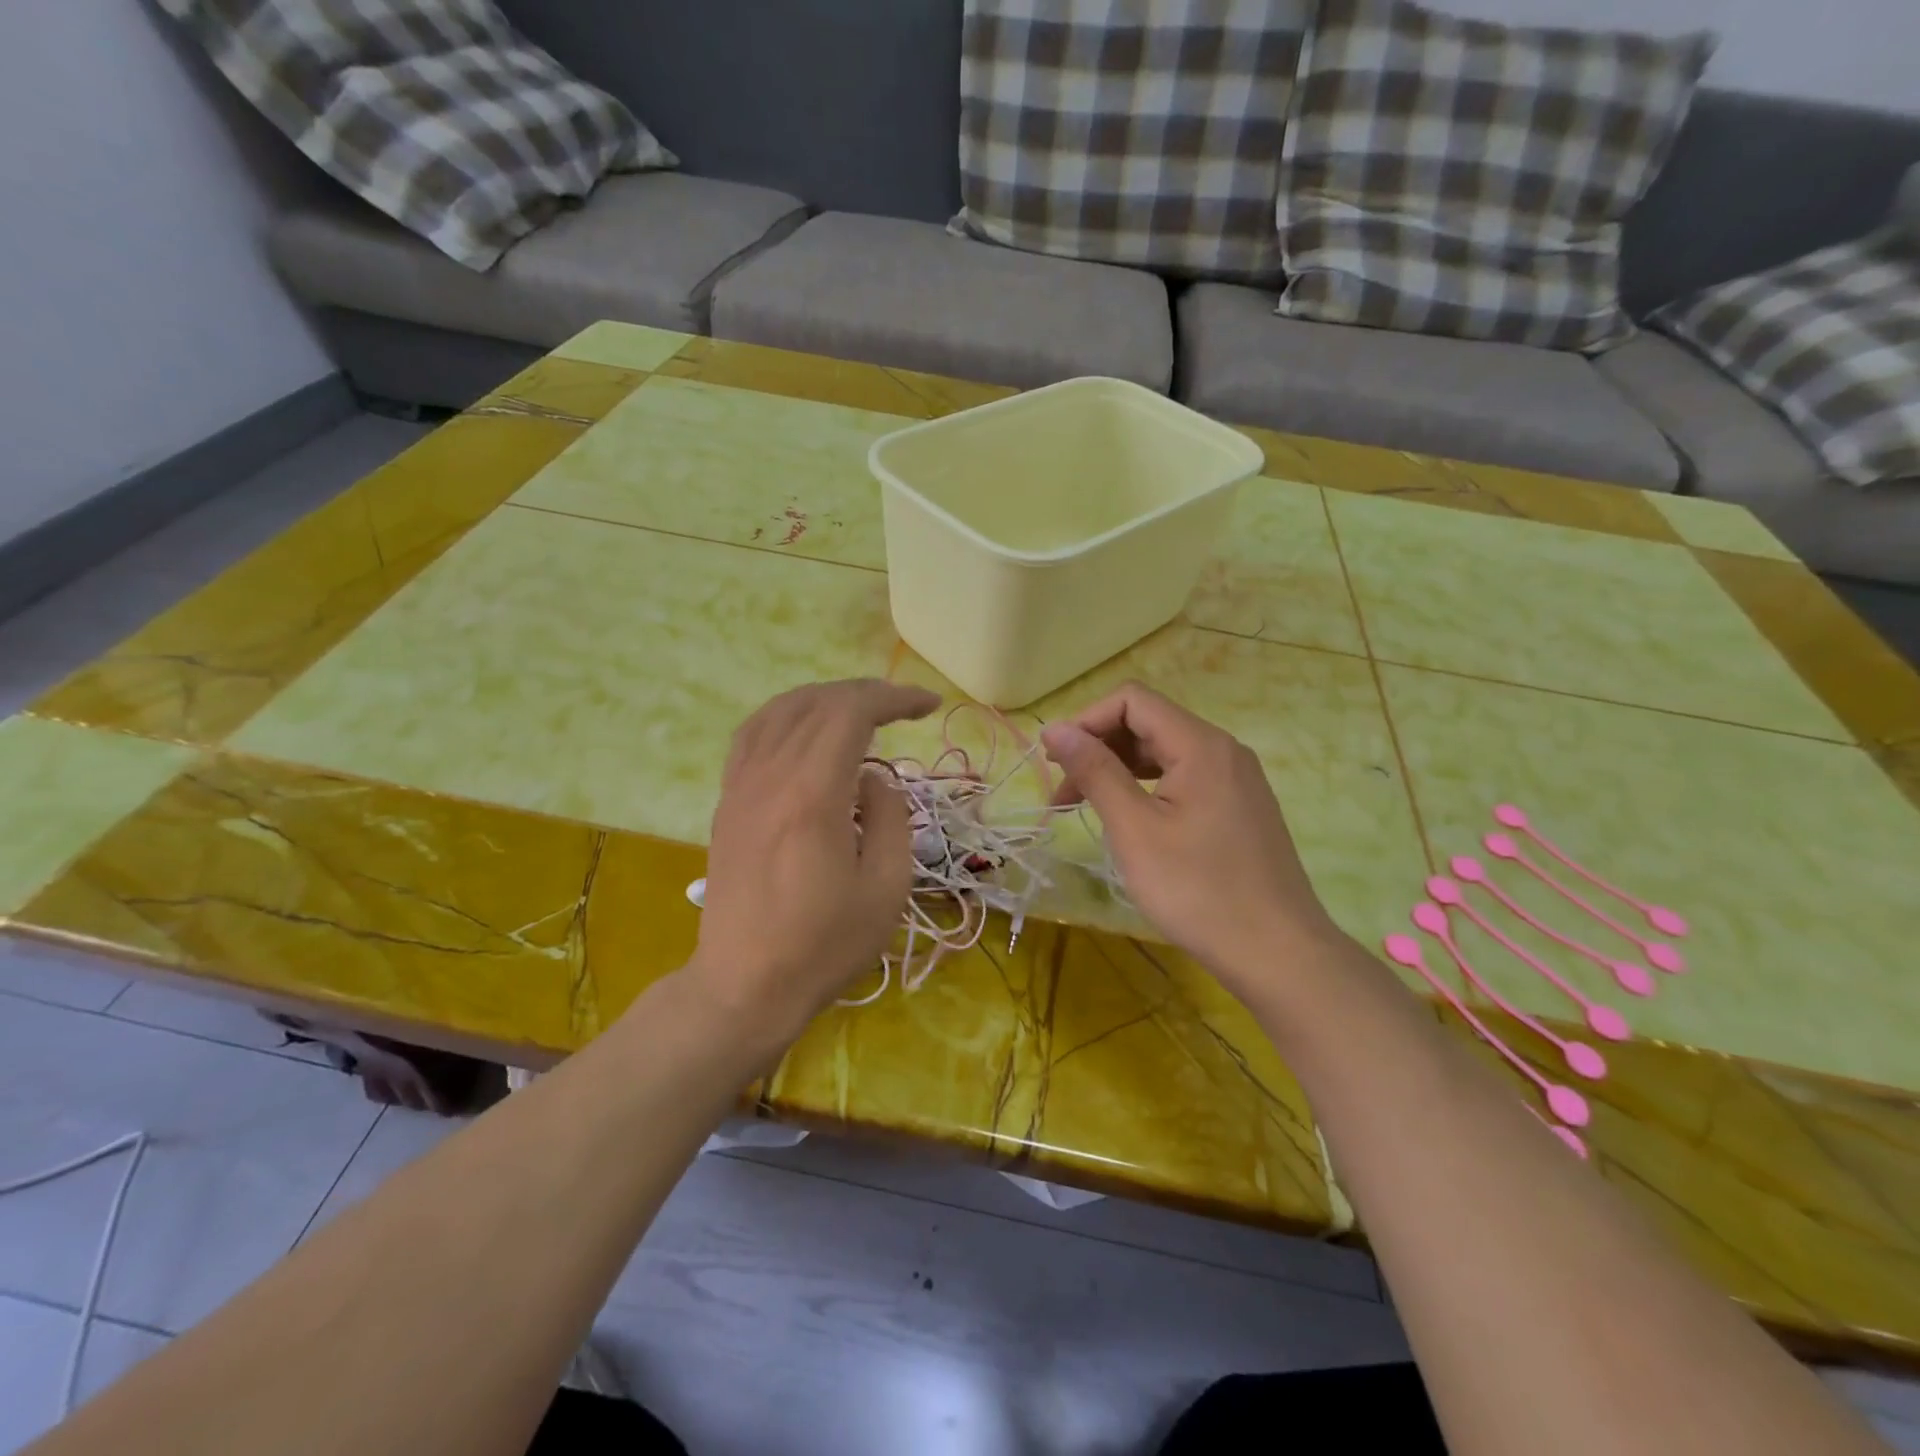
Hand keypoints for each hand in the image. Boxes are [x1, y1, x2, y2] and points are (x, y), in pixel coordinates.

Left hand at [691, 680, 938, 1038]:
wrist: (746, 985)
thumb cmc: (824, 945)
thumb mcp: (885, 887)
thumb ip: (890, 818)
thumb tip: (875, 778)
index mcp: (812, 794)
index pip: (851, 713)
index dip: (894, 698)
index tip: (928, 705)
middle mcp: (770, 776)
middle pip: (817, 703)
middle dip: (866, 694)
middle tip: (904, 709)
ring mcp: (741, 786)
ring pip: (780, 710)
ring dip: (825, 699)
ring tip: (860, 711)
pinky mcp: (728, 802)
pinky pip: (752, 735)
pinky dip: (786, 716)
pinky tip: (805, 729)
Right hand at [1041, 683, 1341, 992]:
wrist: (1278, 954)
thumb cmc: (1199, 890)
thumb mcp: (1135, 829)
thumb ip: (1095, 771)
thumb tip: (1056, 730)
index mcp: (1201, 745)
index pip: (1132, 701)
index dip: (1086, 721)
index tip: (1053, 763)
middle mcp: (1223, 750)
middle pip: (1148, 723)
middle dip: (1098, 748)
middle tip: (1061, 794)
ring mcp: (1235, 779)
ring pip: (1164, 752)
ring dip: (1117, 769)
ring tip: (1083, 806)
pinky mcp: (1238, 806)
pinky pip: (1183, 777)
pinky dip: (1145, 787)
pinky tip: (1128, 819)